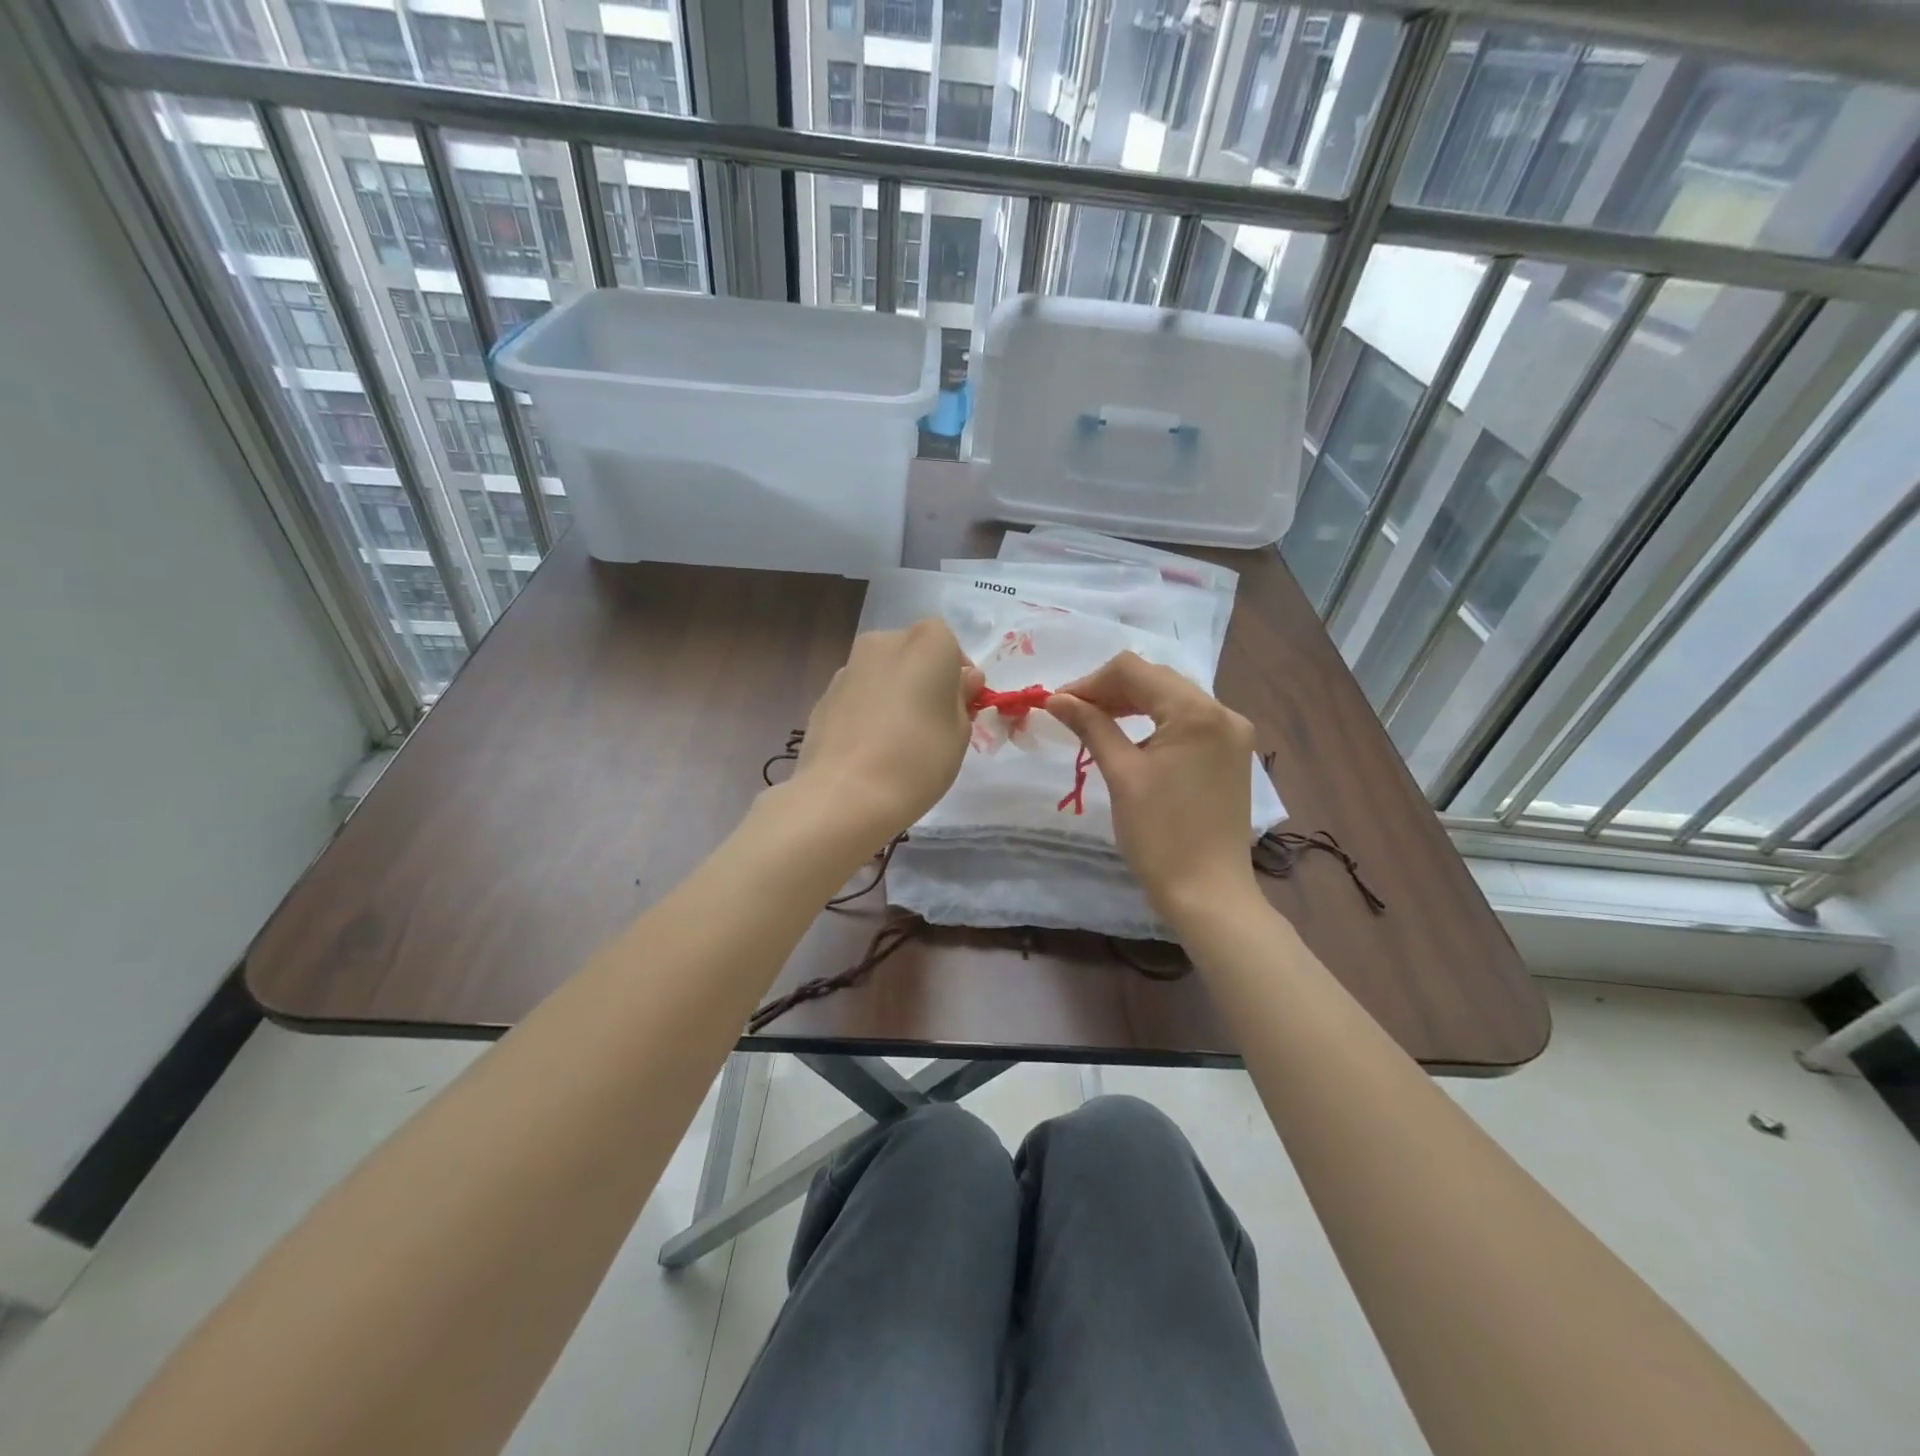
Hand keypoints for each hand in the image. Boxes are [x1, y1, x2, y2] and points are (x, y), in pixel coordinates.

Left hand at [787, 619, 984, 844]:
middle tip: (931, 723)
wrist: (845, 794)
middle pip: (912, 654)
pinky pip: (858, 696)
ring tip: (897, 741)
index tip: (960, 707)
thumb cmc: (918, 759)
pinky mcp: (823, 696)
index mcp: (926, 643)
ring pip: (882, 674)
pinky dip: (867, 712)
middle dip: (923, 679)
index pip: (949, 644)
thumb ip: (961, 698)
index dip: (956, 674)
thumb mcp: (960, 732)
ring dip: (892, 695)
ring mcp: (848, 667)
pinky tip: (869, 749)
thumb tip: (963, 680)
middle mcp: (884, 643)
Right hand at [1047, 652, 1259, 919]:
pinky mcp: (1230, 754)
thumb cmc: (1160, 835)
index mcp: (1196, 712)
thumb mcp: (1121, 774)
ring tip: (1094, 722)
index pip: (1134, 670)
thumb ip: (1091, 726)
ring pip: (1171, 698)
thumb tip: (1055, 699)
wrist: (1209, 893)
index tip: (1058, 704)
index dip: (1090, 681)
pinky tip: (1129, 737)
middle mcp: (1222, 711)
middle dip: (1109, 690)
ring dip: (1131, 703)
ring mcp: (1232, 733)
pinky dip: (1154, 722)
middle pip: (1155, 679)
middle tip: (1071, 714)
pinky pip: (1187, 721)